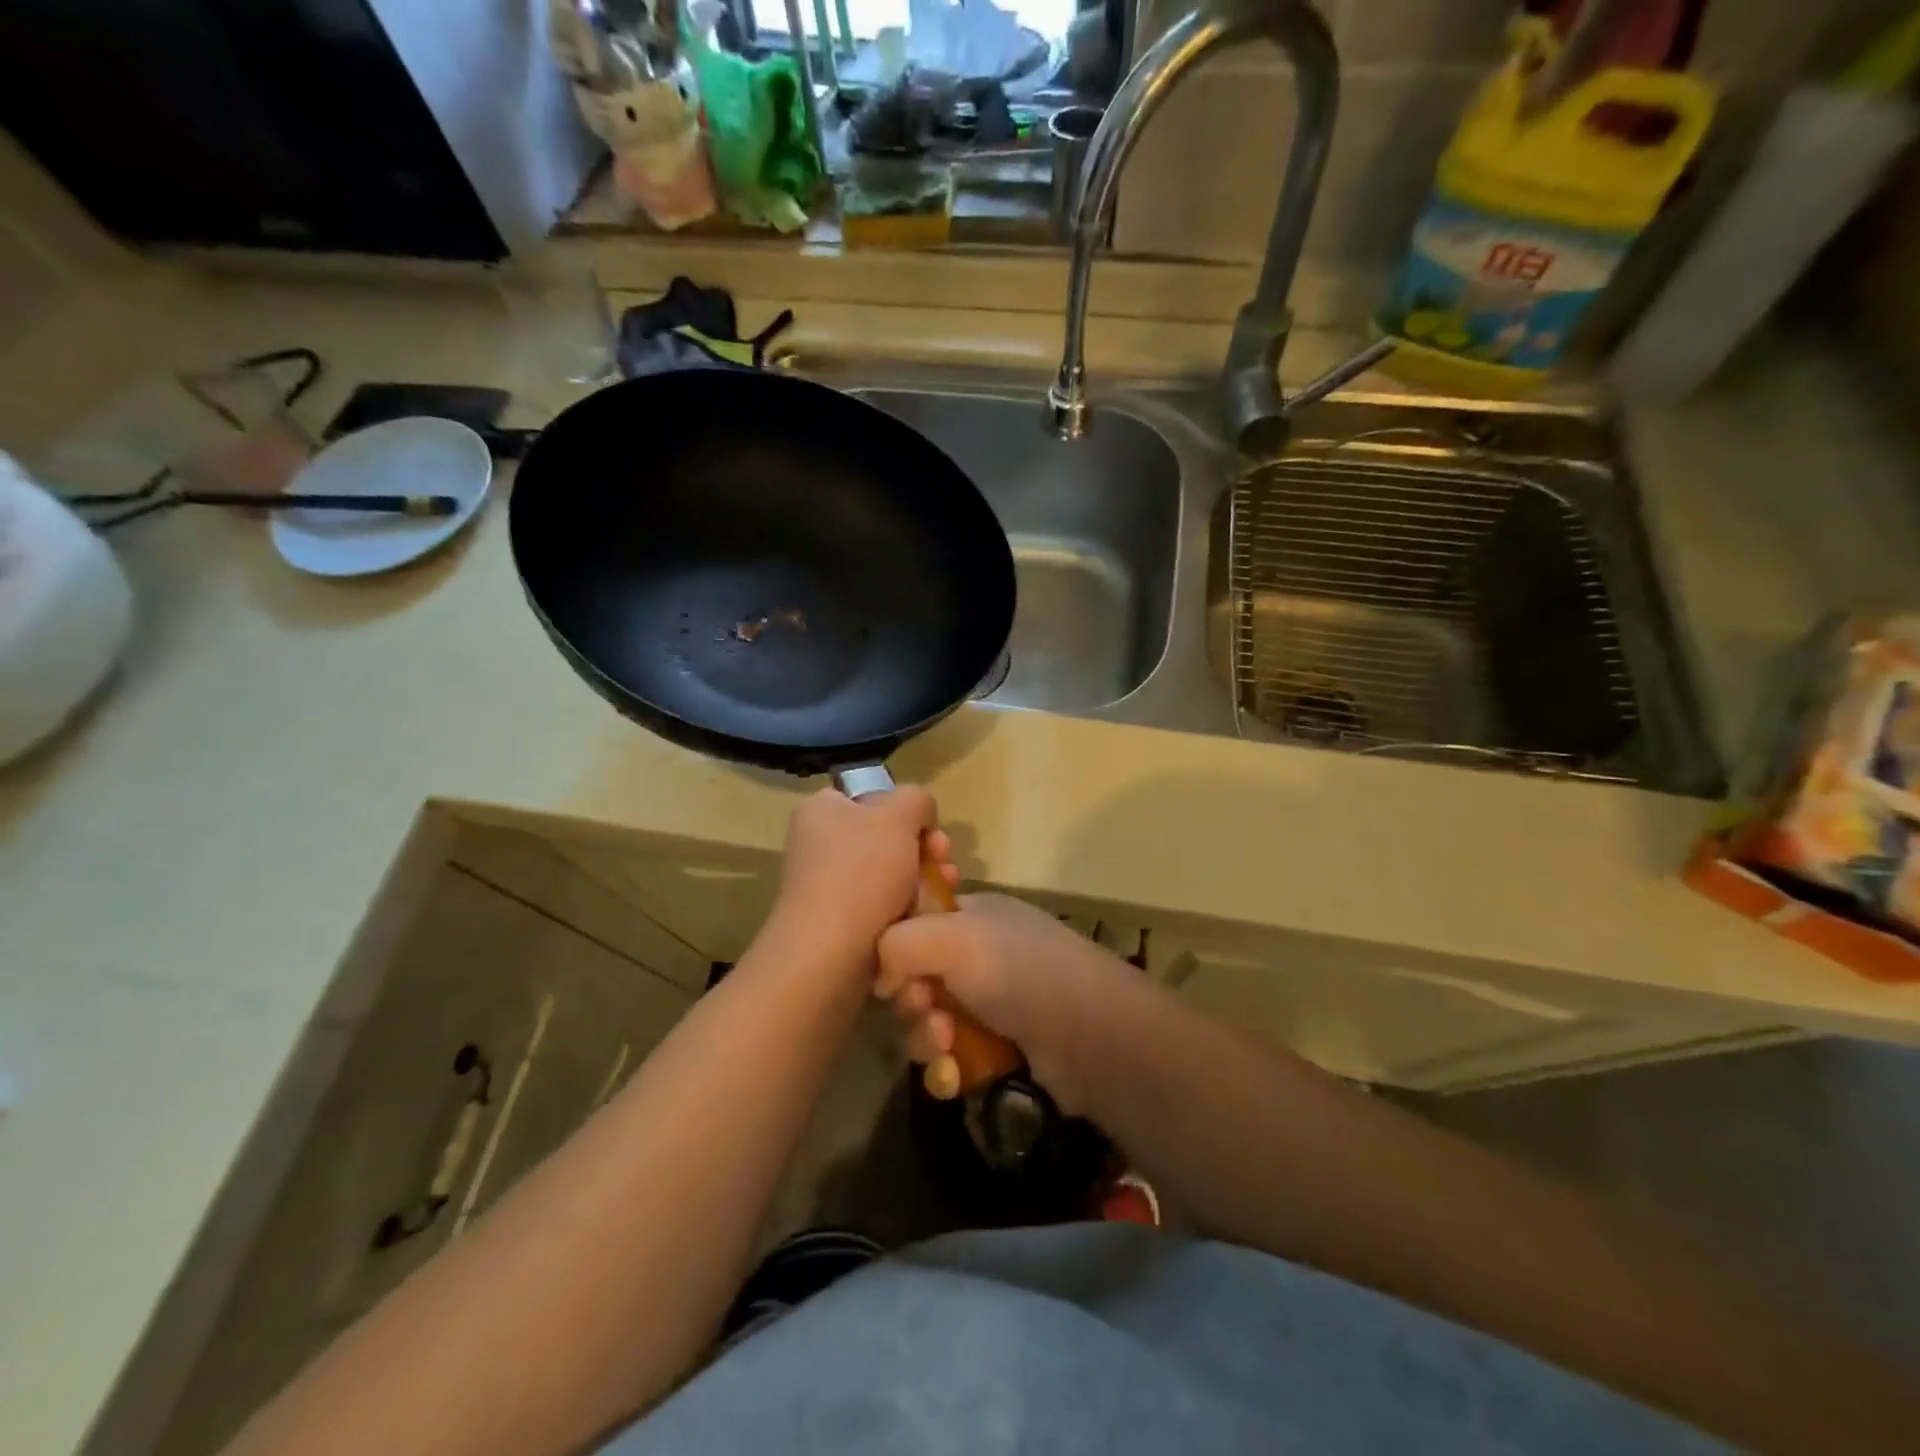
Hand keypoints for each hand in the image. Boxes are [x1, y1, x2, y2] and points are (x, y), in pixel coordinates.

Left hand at [769, 787, 958, 968]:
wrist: (829, 955)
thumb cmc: (861, 873)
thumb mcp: (897, 816)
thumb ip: (916, 799)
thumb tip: (920, 813)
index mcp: (822, 811)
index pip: (873, 797)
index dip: (907, 811)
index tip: (931, 831)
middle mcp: (819, 843)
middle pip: (886, 836)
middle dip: (924, 849)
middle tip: (944, 861)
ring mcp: (827, 884)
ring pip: (890, 873)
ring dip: (923, 879)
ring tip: (945, 890)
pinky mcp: (839, 921)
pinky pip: (882, 905)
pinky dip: (906, 908)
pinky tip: (927, 915)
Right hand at [875, 893, 1126, 1112]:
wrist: (1092, 1036)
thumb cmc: (1019, 971)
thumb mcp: (952, 938)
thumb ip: (899, 942)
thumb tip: (883, 976)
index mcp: (973, 914)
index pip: (915, 923)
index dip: (897, 948)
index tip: (894, 972)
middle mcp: (981, 954)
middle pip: (917, 977)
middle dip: (912, 1001)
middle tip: (926, 1011)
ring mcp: (992, 1002)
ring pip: (930, 1022)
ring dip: (927, 1038)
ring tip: (946, 1047)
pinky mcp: (1000, 1047)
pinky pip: (952, 1057)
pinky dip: (947, 1068)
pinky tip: (955, 1077)